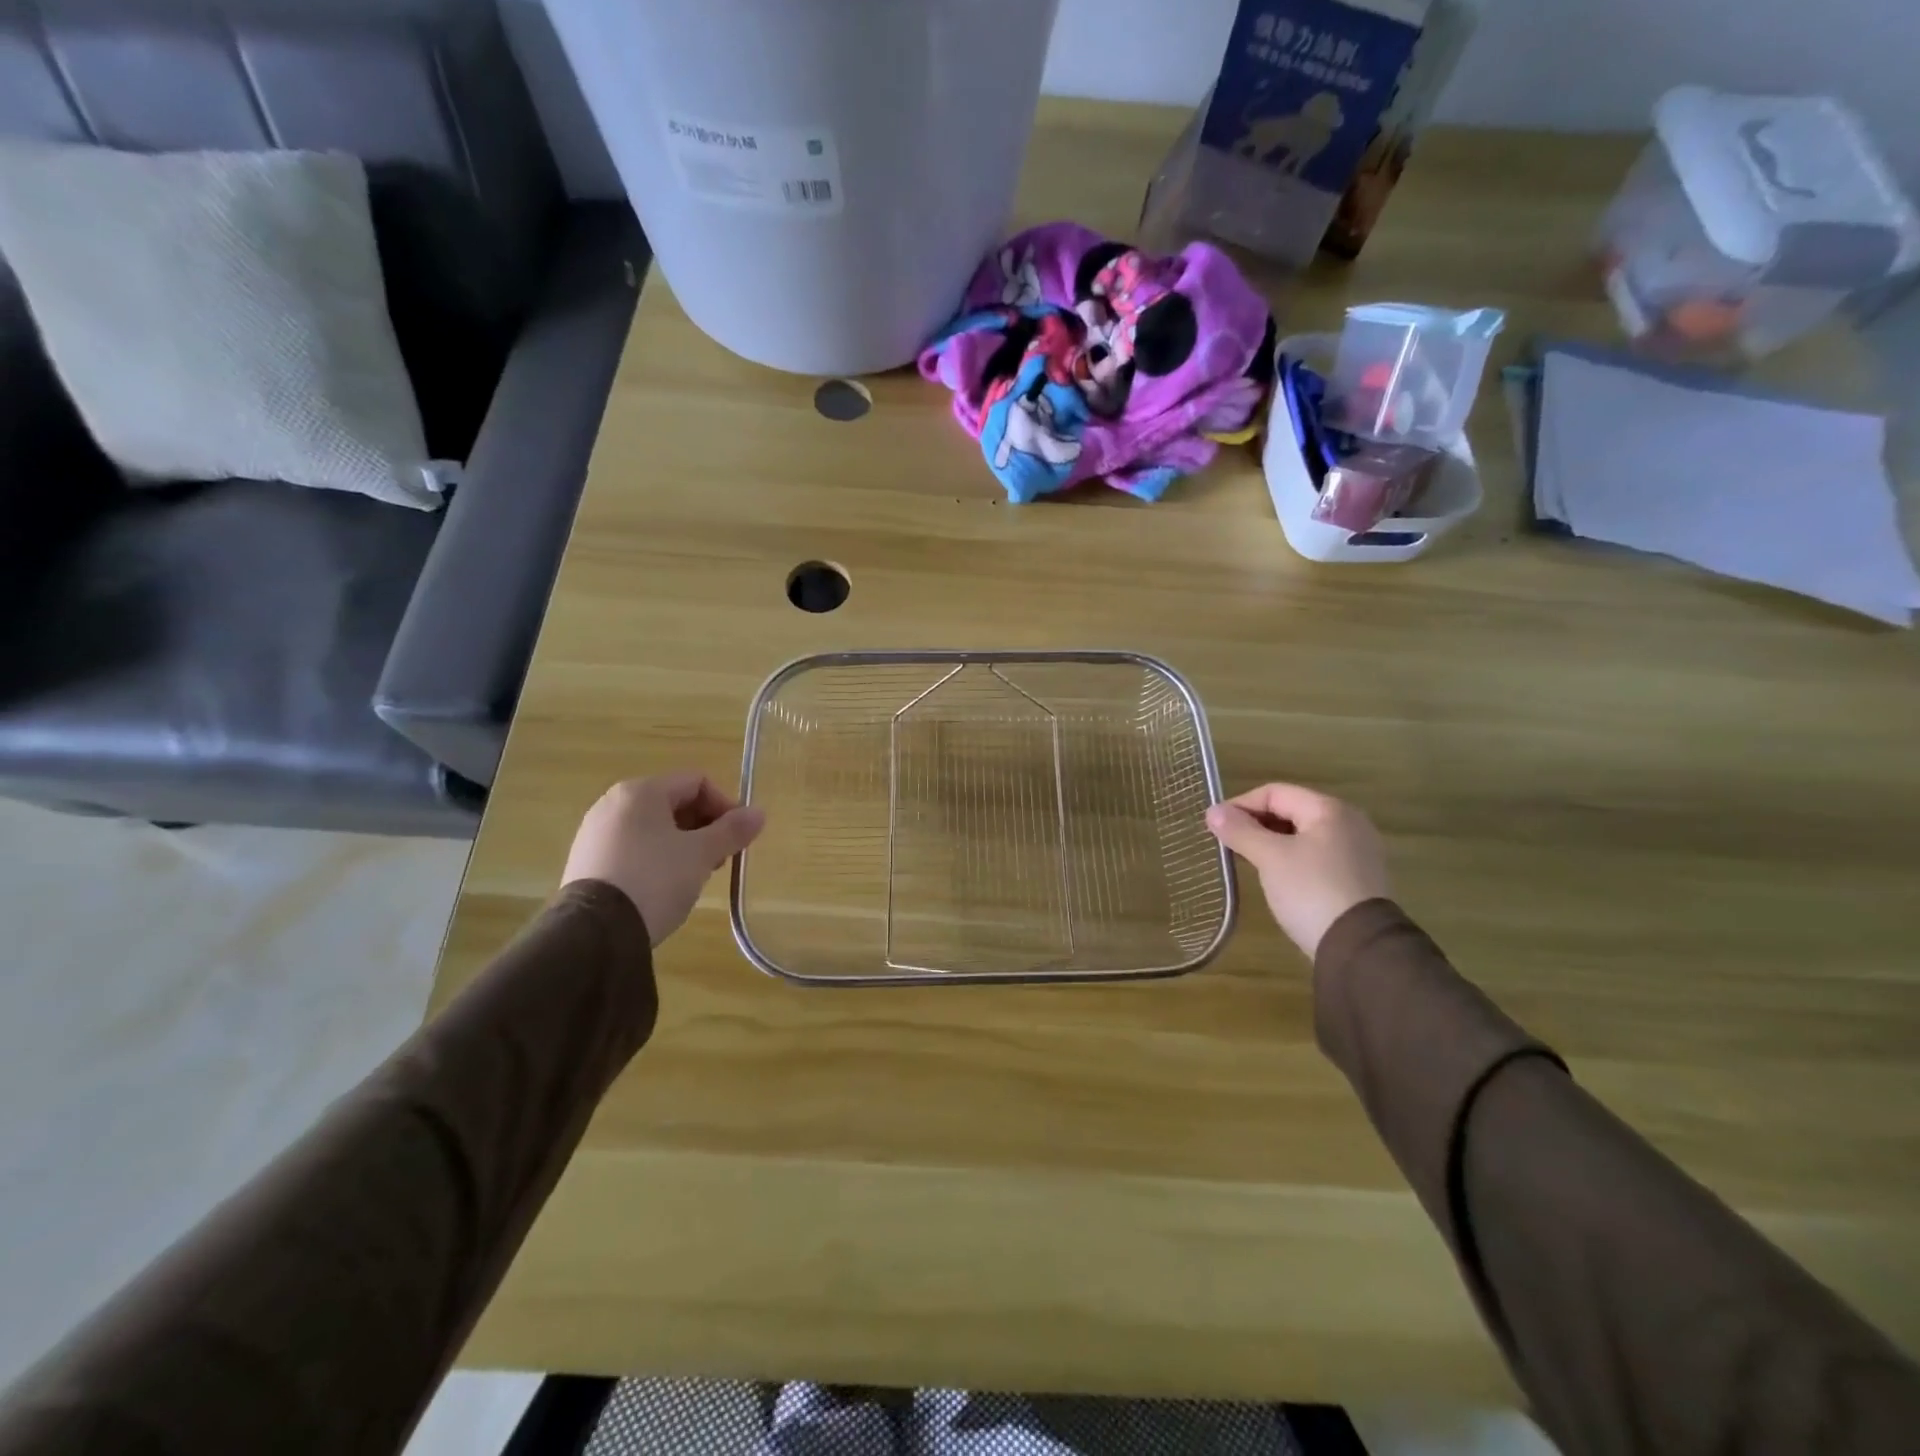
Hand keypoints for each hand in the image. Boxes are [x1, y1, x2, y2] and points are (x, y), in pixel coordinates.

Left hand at [562, 773, 764, 945]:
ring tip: (693, 876)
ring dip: (682, 845)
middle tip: (718, 860)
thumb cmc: (655, 879)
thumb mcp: (701, 854)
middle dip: (704, 828)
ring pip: (653, 828)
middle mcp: (613, 803)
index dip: (725, 806)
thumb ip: (732, 830)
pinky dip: (655, 859)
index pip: (697, 782)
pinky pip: (632, 848)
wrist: (595, 932)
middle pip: (674, 803)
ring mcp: (595, 832)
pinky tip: (662, 887)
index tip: (737, 838)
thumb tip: (759, 813)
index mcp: (641, 791)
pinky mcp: (585, 861)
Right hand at [1205, 784, 1389, 959]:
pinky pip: (1316, 856)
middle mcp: (1349, 823)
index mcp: (1330, 810)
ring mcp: (1357, 851)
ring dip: (1271, 842)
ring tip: (1247, 859)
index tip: (1215, 825)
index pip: (1275, 792)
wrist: (1360, 949)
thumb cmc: (1311, 891)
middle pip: (1291, 811)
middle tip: (1228, 843)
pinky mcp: (1358, 878)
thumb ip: (1241, 831)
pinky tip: (1276, 877)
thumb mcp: (1270, 857)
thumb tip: (1213, 812)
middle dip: (1256, 823)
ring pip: (1303, 835)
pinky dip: (1291, 858)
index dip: (1241, 804)